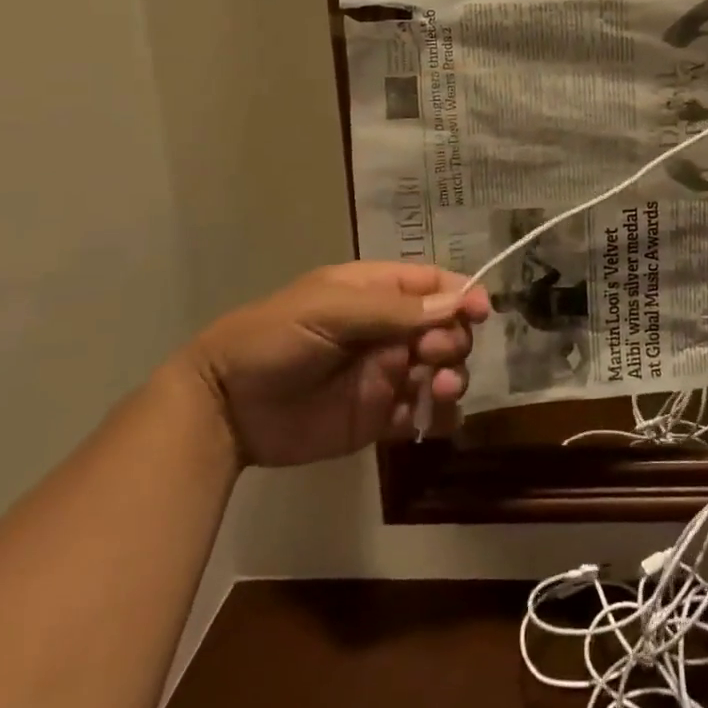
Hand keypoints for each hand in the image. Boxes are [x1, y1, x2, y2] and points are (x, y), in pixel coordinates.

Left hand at [179, 262, 490, 466]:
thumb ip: (392, 310)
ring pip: (441, 371)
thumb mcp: (331, 310)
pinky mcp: (379, 418)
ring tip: (437, 391)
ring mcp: (386, 375)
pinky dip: (437, 418)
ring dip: (452, 378)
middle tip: (438, 356)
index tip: (482, 311)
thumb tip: (454, 305)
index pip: (432, 286)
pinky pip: (422, 416)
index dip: (461, 294)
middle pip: (445, 328)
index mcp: (376, 292)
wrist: (225, 408)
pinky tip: (430, 421)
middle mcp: (389, 331)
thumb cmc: (275, 338)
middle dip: (454, 339)